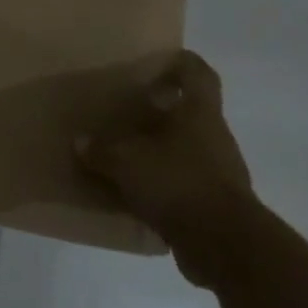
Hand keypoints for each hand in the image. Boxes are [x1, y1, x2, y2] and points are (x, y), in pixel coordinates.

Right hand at [75, 50, 256, 286]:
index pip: (199, 74)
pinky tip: (136, 192)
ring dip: (161, 149)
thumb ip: (101, 151)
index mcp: (199, 114)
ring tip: (126, 153)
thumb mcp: (126, 163)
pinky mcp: (217, 205)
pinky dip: (164, 184)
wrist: (227, 247)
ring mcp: (220, 172)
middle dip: (161, 110)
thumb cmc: (178, 183)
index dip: (182, 63)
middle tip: (127, 109)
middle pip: (191, 113)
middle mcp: (214, 137)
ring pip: (187, 149)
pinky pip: (186, 184)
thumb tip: (81, 142)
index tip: (158, 61)